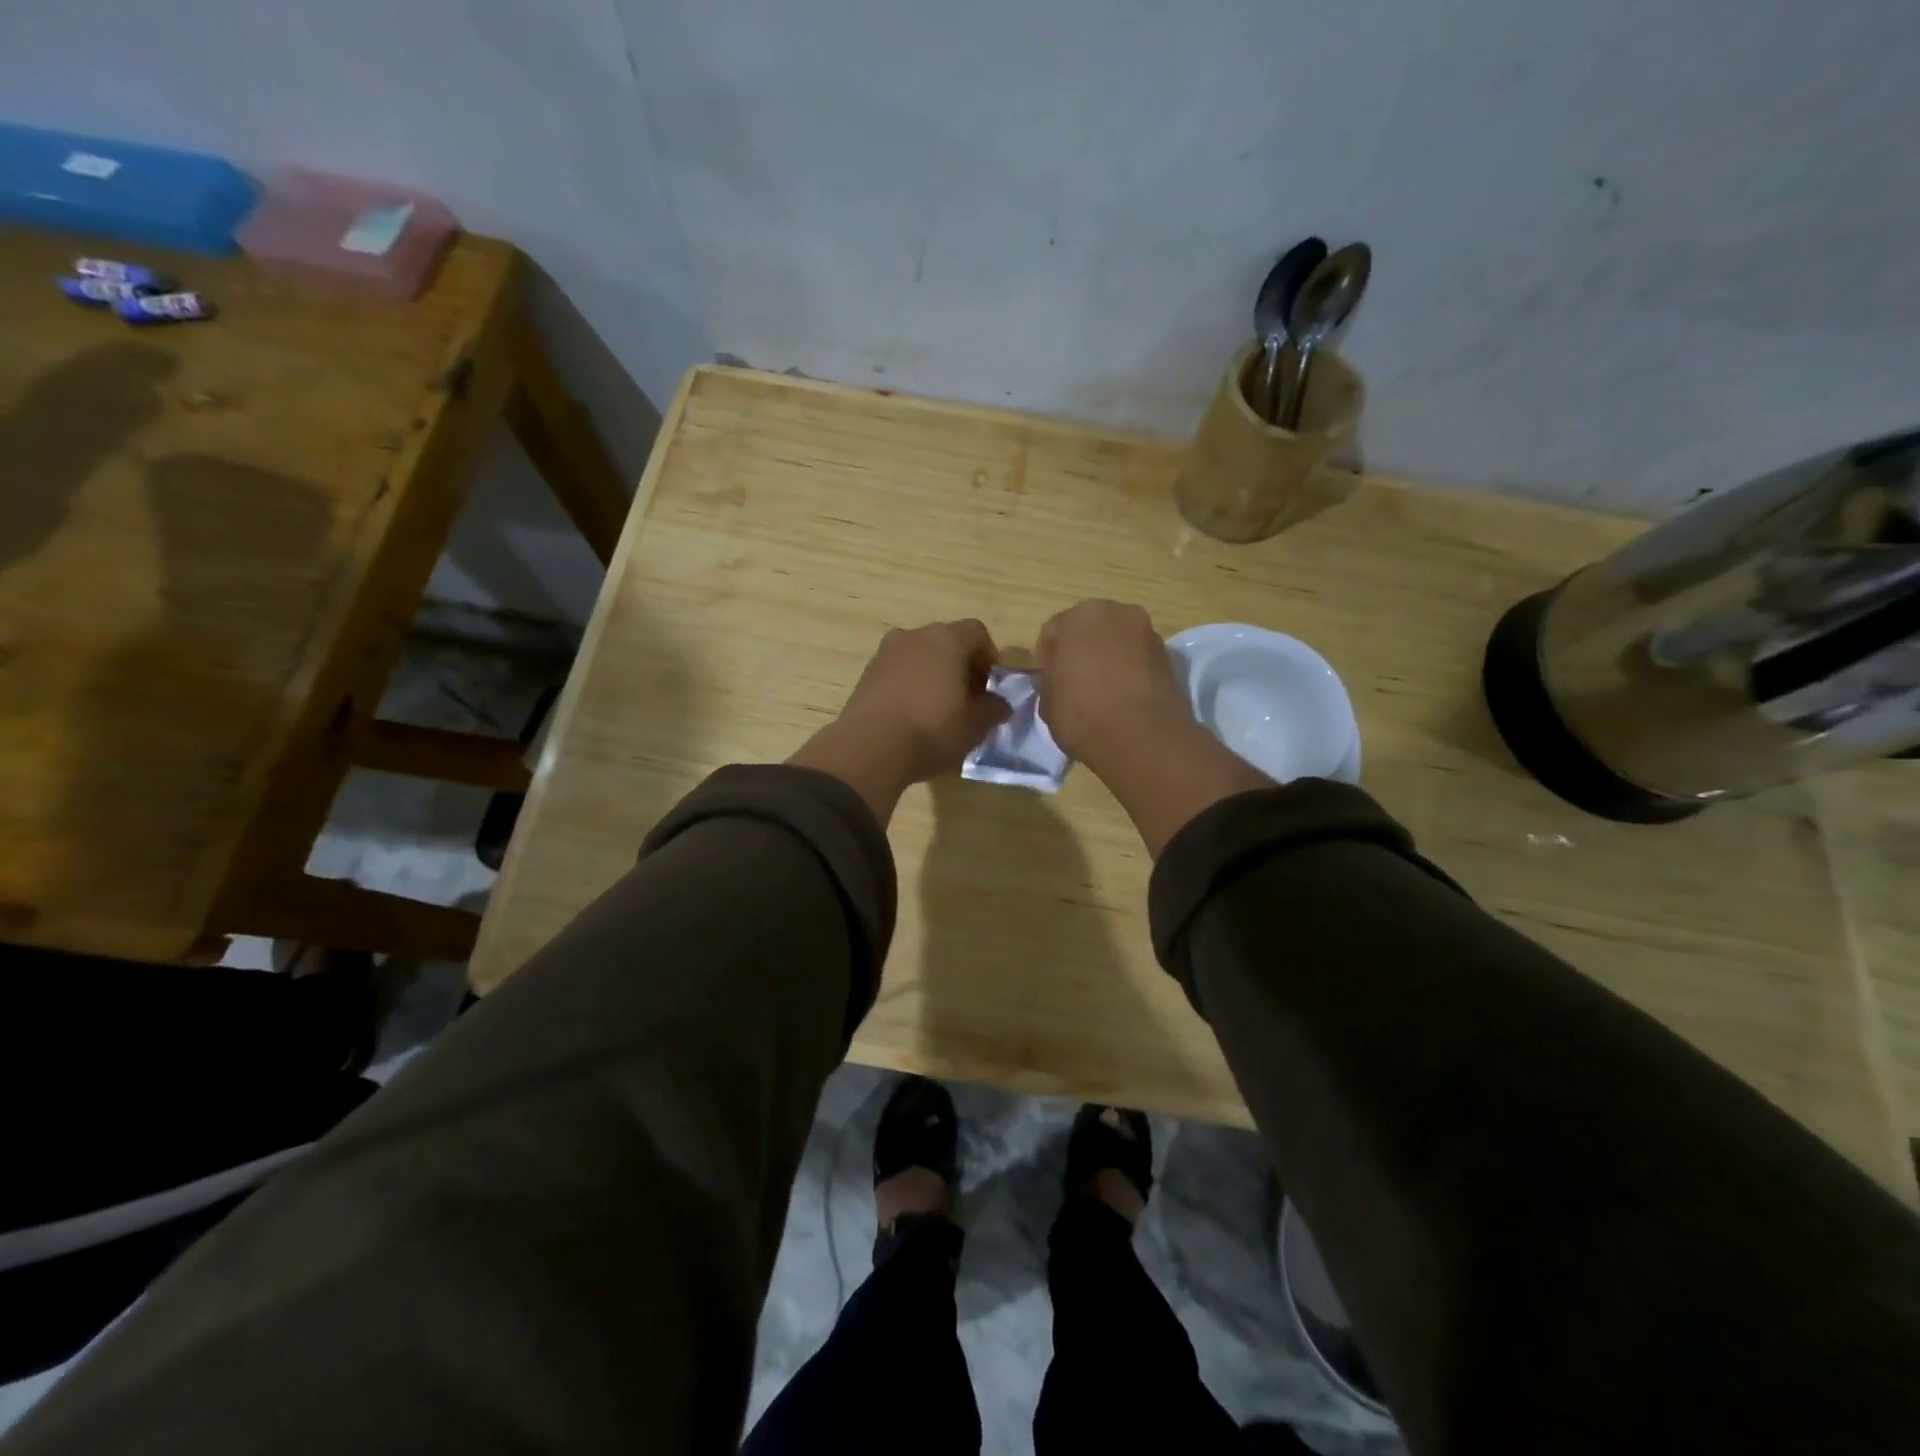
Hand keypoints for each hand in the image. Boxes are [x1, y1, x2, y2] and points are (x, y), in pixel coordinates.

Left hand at [789, 620, 1011, 823]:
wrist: (870, 748)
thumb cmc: (932, 730)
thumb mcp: (975, 726)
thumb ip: (993, 710)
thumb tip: (999, 705)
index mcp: (945, 639)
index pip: (977, 633)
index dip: (988, 658)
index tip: (990, 687)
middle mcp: (914, 636)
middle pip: (946, 642)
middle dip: (960, 667)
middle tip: (967, 700)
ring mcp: (885, 653)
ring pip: (919, 657)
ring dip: (933, 676)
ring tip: (938, 711)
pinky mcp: (866, 674)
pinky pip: (898, 673)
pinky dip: (909, 686)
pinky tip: (912, 717)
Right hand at [1035, 600, 1194, 769]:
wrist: (1142, 737)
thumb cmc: (1082, 714)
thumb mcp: (1047, 702)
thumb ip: (1050, 681)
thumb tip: (1059, 680)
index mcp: (1079, 616)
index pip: (1053, 632)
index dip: (1047, 659)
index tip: (1049, 683)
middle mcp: (1116, 613)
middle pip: (1090, 630)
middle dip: (1081, 651)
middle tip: (1075, 683)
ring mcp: (1147, 632)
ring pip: (1117, 642)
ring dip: (1108, 659)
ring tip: (1103, 692)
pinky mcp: (1168, 656)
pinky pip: (1138, 659)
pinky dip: (1130, 670)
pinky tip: (1123, 697)